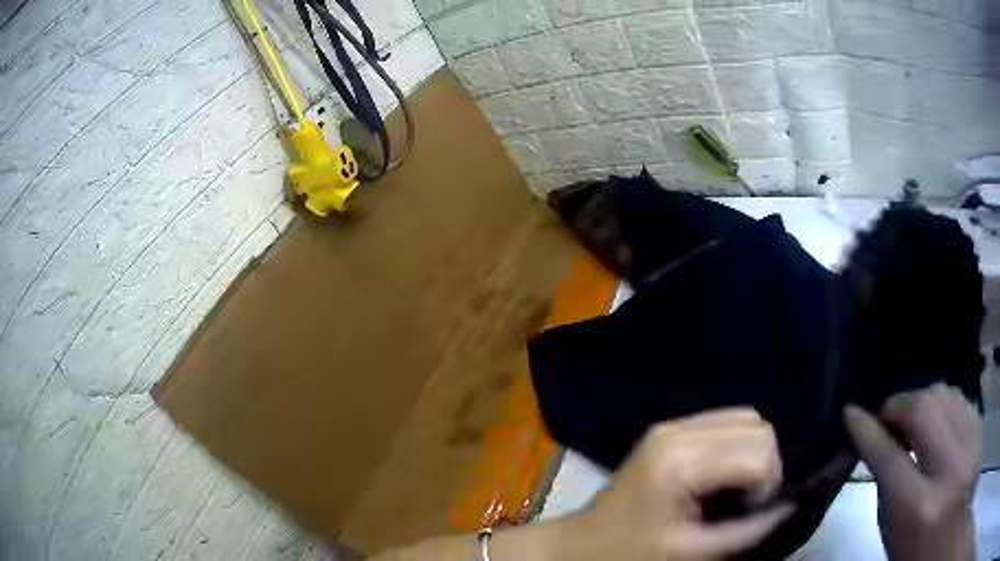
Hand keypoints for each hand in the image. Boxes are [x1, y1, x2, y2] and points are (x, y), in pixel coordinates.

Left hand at [522, 409, 792, 559]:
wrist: (583, 541)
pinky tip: (721, 475)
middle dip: (765, 464)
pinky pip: (725, 420)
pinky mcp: (669, 426)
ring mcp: (672, 423)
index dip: (768, 483)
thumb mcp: (692, 552)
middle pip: (758, 426)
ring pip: (746, 417)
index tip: (750, 511)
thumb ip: (748, 531)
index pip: (760, 449)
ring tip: (734, 489)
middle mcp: (678, 430)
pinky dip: (737, 444)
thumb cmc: (631, 552)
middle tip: (745, 501)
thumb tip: (790, 505)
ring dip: (753, 451)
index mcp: (681, 462)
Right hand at [844, 383, 981, 560]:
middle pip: (924, 409)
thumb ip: (886, 483)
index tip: (851, 413)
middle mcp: (949, 468)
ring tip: (912, 420)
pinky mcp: (980, 432)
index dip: (867, 430)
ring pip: (946, 394)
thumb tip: (875, 439)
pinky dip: (944, 404)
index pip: (889, 456)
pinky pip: (961, 400)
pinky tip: (937, 421)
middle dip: (899, 406)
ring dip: (923, 402)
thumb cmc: (913, 550)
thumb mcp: (893, 530)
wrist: (944, 538)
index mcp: (917, 507)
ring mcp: (970, 444)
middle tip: (887, 420)